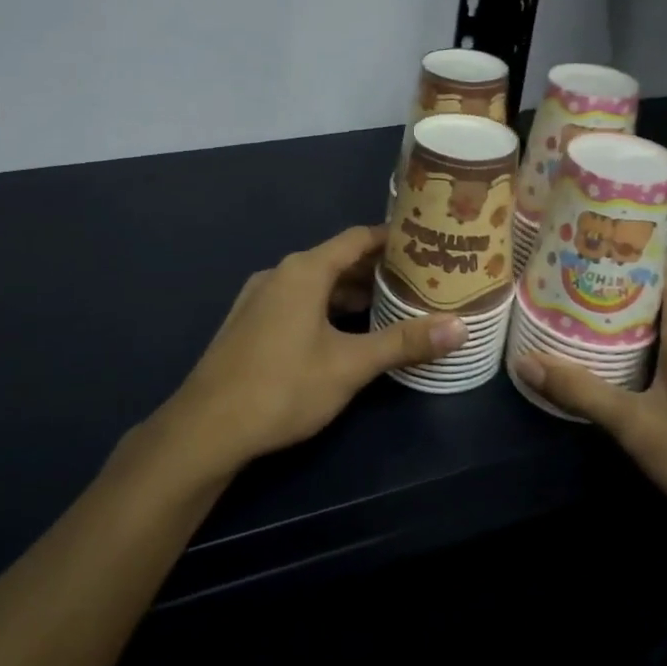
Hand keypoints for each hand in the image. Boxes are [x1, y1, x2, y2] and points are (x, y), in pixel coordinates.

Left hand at [153, 225, 466, 476]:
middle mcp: (280, 273)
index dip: (391, 239)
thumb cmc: (283, 387)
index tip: (424, 243)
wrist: (207, 427)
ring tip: (389, 307)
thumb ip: (404, 342)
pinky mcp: (249, 322)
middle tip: (417, 281)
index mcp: (304, 270)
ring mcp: (259, 297)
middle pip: (336, 260)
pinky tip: (344, 333)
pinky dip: (325, 308)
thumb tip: (460, 327)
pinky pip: (296, 301)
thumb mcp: (350, 366)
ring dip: (350, 293)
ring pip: (315, 284)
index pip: (356, 238)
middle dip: (375, 270)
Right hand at [509, 252, 666, 561]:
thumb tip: (524, 361)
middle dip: (618, 283)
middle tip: (570, 284)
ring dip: (631, 317)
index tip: (589, 248)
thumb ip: (583, 393)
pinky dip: (648, 345)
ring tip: (582, 317)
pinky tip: (620, 365)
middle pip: (666, 289)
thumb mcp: (640, 429)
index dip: (634, 249)